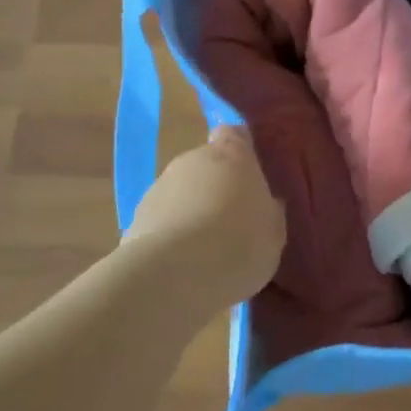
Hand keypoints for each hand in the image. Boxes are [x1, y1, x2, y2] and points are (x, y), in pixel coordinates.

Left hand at [123, 126, 285, 304]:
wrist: (174, 275)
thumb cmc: (238, 244)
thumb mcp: (274, 232)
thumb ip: (269, 211)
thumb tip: (267, 203)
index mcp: (232, 154)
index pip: (235, 134)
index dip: (241, 150)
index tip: (250, 173)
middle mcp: (193, 159)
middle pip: (207, 163)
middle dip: (217, 185)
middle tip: (232, 219)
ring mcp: (160, 184)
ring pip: (182, 191)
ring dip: (192, 209)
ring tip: (205, 248)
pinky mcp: (137, 215)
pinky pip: (163, 218)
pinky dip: (171, 232)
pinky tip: (182, 262)